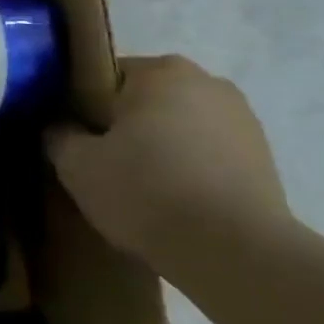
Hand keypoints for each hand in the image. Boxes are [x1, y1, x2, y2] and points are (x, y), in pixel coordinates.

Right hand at [44, 55, 289, 262]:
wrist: (234, 252)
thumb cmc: (145, 191)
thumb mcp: (76, 164)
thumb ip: (59, 135)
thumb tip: (60, 128)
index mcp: (161, 71)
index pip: (104, 77)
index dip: (82, 106)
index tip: (73, 138)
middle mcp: (208, 82)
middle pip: (146, 100)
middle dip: (124, 125)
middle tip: (101, 163)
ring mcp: (243, 120)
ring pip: (179, 127)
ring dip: (159, 147)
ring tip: (139, 188)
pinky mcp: (264, 159)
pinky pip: (207, 154)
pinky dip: (189, 169)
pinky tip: (173, 202)